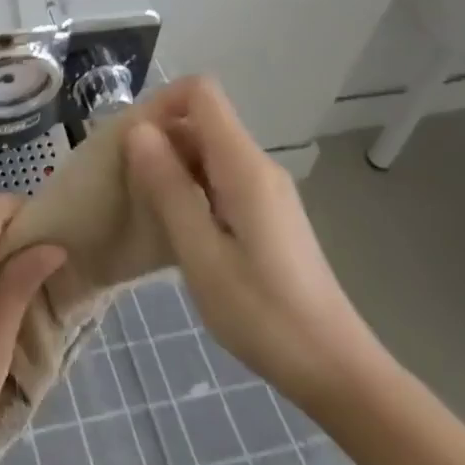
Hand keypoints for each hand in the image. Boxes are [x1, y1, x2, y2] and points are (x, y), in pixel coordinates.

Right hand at [124, 76, 381, 411]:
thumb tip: (138, 130)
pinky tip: (178, 229)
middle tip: (127, 181)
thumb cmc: (264, 315)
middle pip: (201, 120)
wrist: (337, 371)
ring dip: (172, 166)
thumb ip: (168, 188)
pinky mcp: (267, 213)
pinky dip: (191, 188)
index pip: (200, 92)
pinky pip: (220, 177)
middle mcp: (257, 165)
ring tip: (146, 208)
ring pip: (208, 150)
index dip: (160, 103)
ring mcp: (266, 189)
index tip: (131, 141)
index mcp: (244, 166)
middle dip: (159, 138)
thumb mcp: (202, 255)